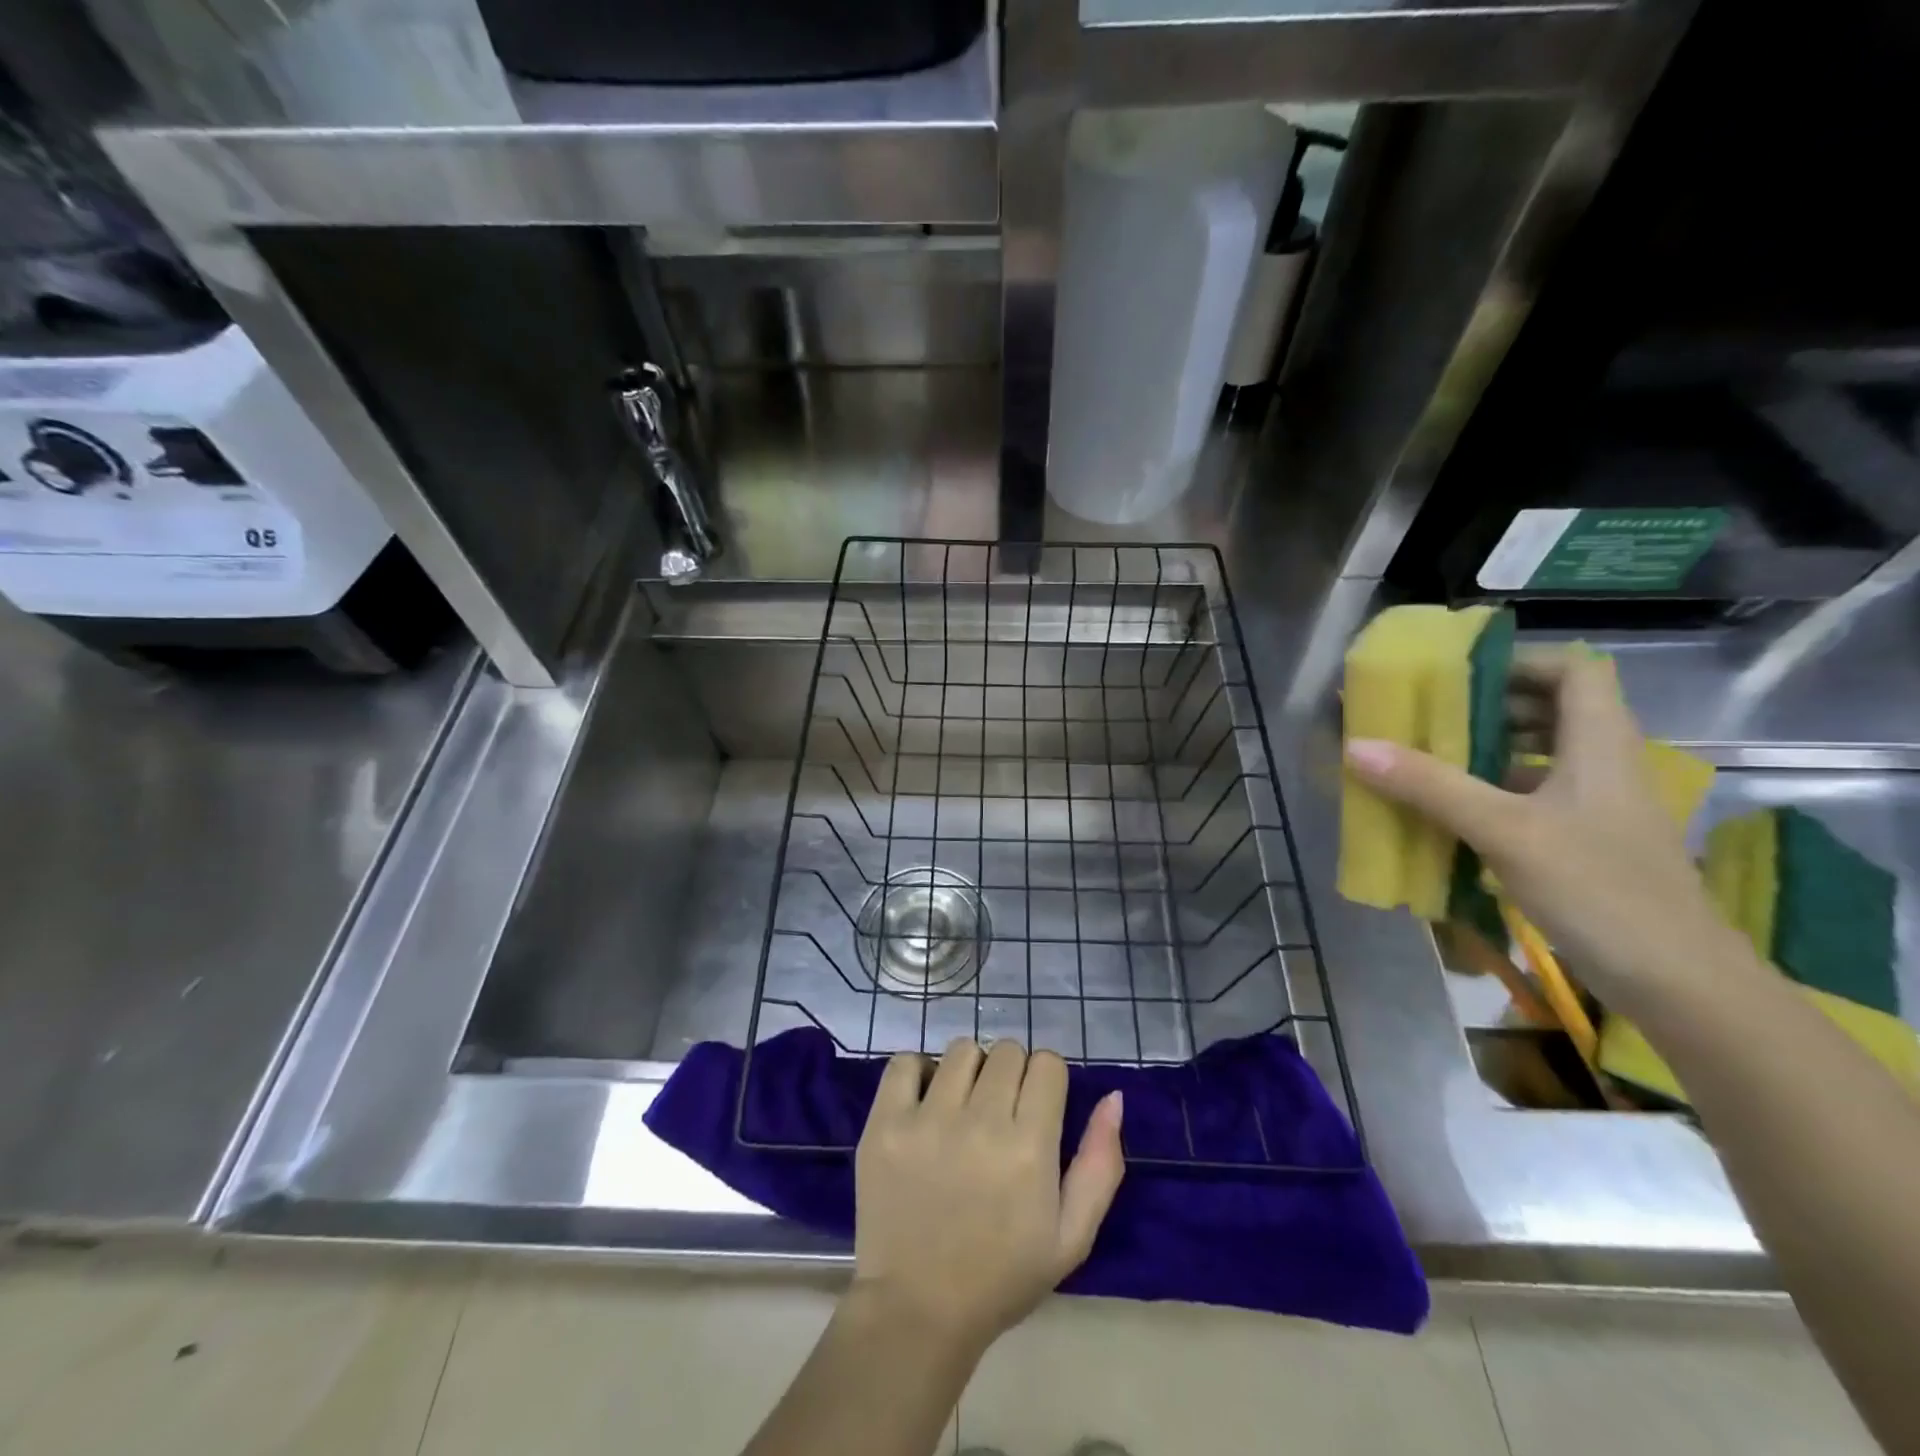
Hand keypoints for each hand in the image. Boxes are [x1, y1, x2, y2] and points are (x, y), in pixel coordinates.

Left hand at [850, 1038, 1123, 1356]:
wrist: (918, 1311)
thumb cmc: (1002, 1276)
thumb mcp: (1071, 1237)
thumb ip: (1100, 1164)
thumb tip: (1113, 1097)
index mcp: (1029, 1148)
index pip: (1048, 1064)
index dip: (1047, 1081)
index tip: (1036, 1109)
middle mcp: (980, 1123)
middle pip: (1007, 1050)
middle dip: (1011, 1074)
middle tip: (999, 1113)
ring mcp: (927, 1120)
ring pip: (961, 1050)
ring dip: (969, 1071)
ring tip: (962, 1108)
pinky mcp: (885, 1124)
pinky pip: (905, 1061)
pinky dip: (918, 1072)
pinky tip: (924, 1103)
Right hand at [1344, 648, 1751, 1014]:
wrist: (1678, 983)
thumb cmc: (1599, 889)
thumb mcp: (1505, 831)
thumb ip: (1431, 786)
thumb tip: (1357, 745)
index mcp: (1600, 744)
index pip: (1573, 670)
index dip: (1518, 662)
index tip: (1458, 675)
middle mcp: (1604, 765)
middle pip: (1552, 710)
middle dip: (1488, 707)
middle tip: (1427, 717)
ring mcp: (1597, 808)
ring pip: (1540, 757)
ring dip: (1486, 752)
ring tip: (1427, 760)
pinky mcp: (1587, 844)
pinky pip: (1533, 799)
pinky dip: (1491, 794)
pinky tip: (1450, 814)